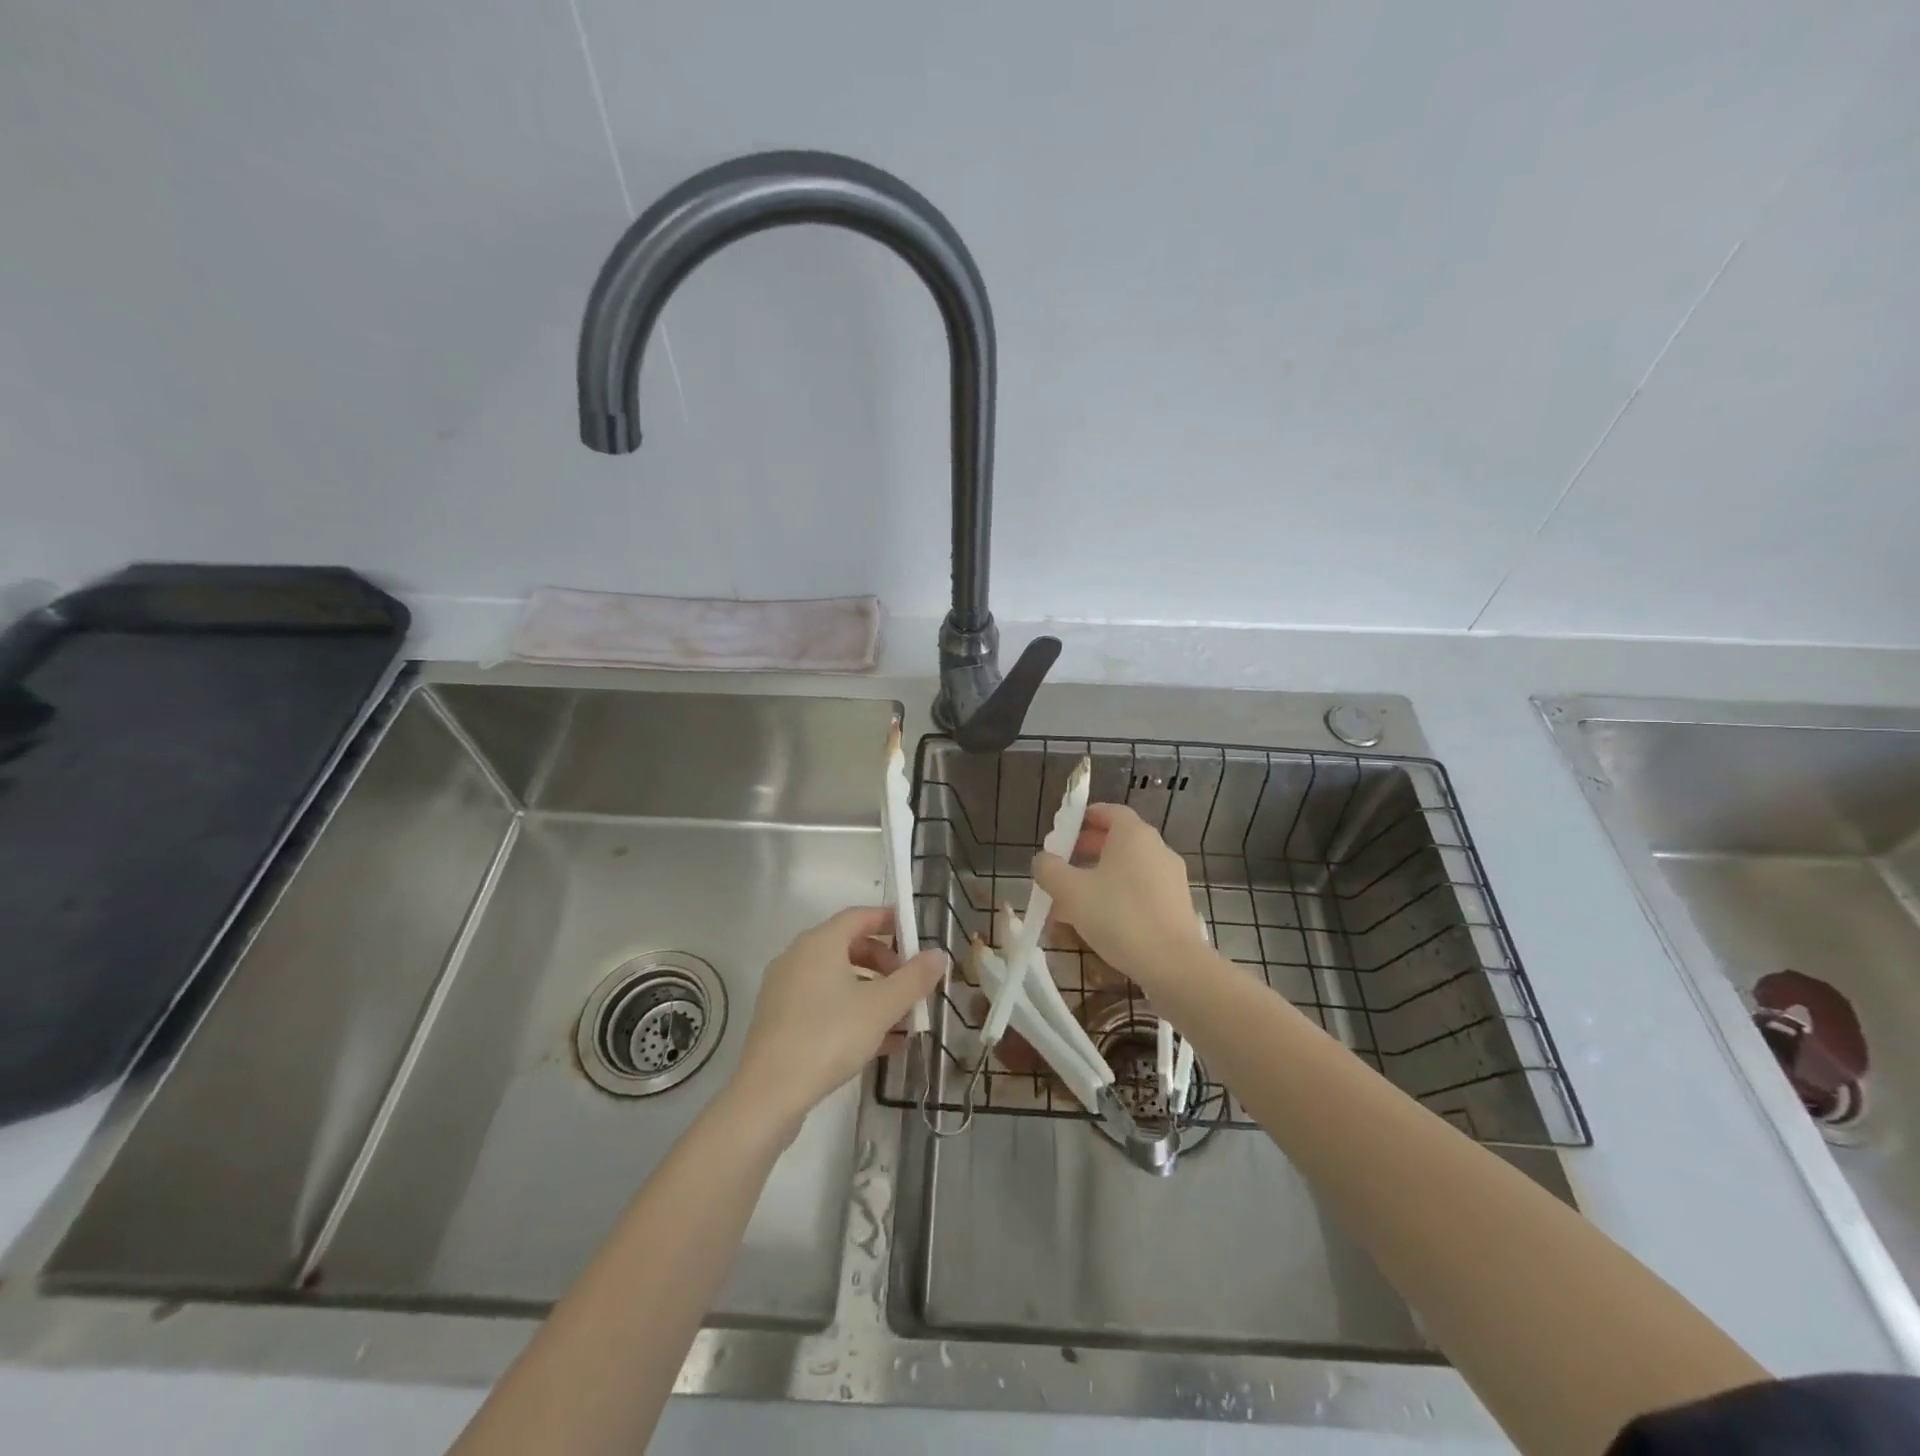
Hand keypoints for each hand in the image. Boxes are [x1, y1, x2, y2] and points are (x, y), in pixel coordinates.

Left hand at [729, 907, 945, 1136]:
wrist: (768, 1095)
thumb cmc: (829, 1037)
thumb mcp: (881, 1007)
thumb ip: (913, 978)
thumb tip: (939, 955)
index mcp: (820, 943)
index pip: (860, 916)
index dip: (890, 921)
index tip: (916, 936)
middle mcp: (798, 957)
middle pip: (849, 947)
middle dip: (886, 964)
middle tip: (911, 985)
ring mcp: (786, 990)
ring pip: (838, 980)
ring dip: (873, 993)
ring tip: (903, 1021)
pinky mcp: (780, 1020)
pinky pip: (824, 1004)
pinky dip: (852, 1012)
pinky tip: (880, 1044)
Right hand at [1033, 803, 1196, 990]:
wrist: (1173, 964)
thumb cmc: (1119, 916)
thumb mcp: (1070, 891)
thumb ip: (1049, 869)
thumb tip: (1043, 860)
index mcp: (1133, 834)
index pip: (1108, 811)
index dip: (1083, 817)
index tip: (1063, 833)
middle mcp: (1156, 848)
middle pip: (1117, 840)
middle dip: (1086, 851)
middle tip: (1062, 868)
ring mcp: (1170, 877)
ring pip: (1127, 869)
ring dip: (1099, 878)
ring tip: (1073, 902)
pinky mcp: (1176, 904)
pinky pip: (1140, 890)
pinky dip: (1118, 896)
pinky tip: (1099, 922)